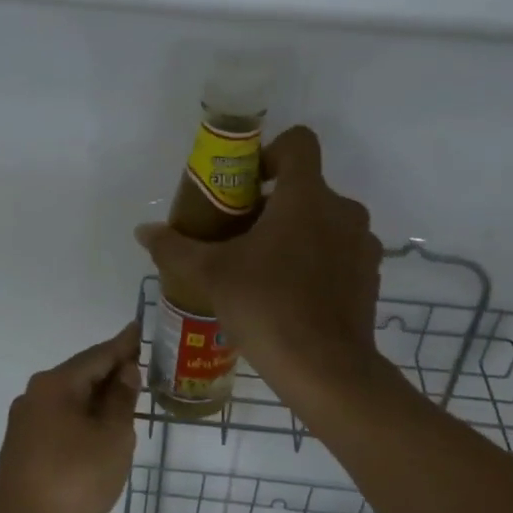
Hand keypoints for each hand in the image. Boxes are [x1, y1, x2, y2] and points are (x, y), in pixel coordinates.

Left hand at [0, 322, 141, 512]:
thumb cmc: (73, 480)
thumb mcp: (112, 438)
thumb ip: (122, 401)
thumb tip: (125, 371)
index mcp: (56, 385)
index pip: (98, 354)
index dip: (123, 344)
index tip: (140, 328)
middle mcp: (36, 395)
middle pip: (82, 375)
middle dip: (112, 371)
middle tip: (144, 366)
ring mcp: (27, 423)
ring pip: (71, 400)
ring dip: (100, 398)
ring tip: (130, 398)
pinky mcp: (26, 449)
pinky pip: (63, 421)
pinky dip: (86, 419)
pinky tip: (103, 431)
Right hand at [135, 125, 383, 404]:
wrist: (326, 369)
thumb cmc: (267, 307)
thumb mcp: (211, 275)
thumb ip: (175, 248)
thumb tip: (144, 231)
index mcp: (307, 196)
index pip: (298, 143)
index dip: (270, 153)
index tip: (246, 184)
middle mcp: (342, 211)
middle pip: (306, 187)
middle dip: (273, 204)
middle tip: (240, 236)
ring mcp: (361, 245)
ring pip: (324, 222)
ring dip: (296, 234)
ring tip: (264, 270)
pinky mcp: (369, 277)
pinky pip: (339, 253)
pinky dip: (317, 261)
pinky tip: (291, 295)